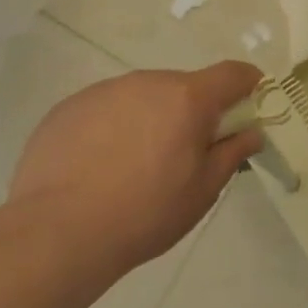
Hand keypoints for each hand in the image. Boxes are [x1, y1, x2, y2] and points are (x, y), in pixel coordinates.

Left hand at [5, 61, 264, 293]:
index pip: (233, 73)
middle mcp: (148, 82)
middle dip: (191, 113)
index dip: (248, 86)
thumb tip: (251, 132)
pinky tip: (96, 168)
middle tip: (182, 156)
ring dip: (150, 119)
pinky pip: (105, 109)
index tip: (248, 108)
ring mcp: (104, 91)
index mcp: (188, 97)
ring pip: (142, 97)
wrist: (55, 234)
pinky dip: (111, 129)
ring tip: (132, 167)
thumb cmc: (144, 213)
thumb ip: (232, 153)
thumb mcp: (202, 191)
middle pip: (184, 87)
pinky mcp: (68, 108)